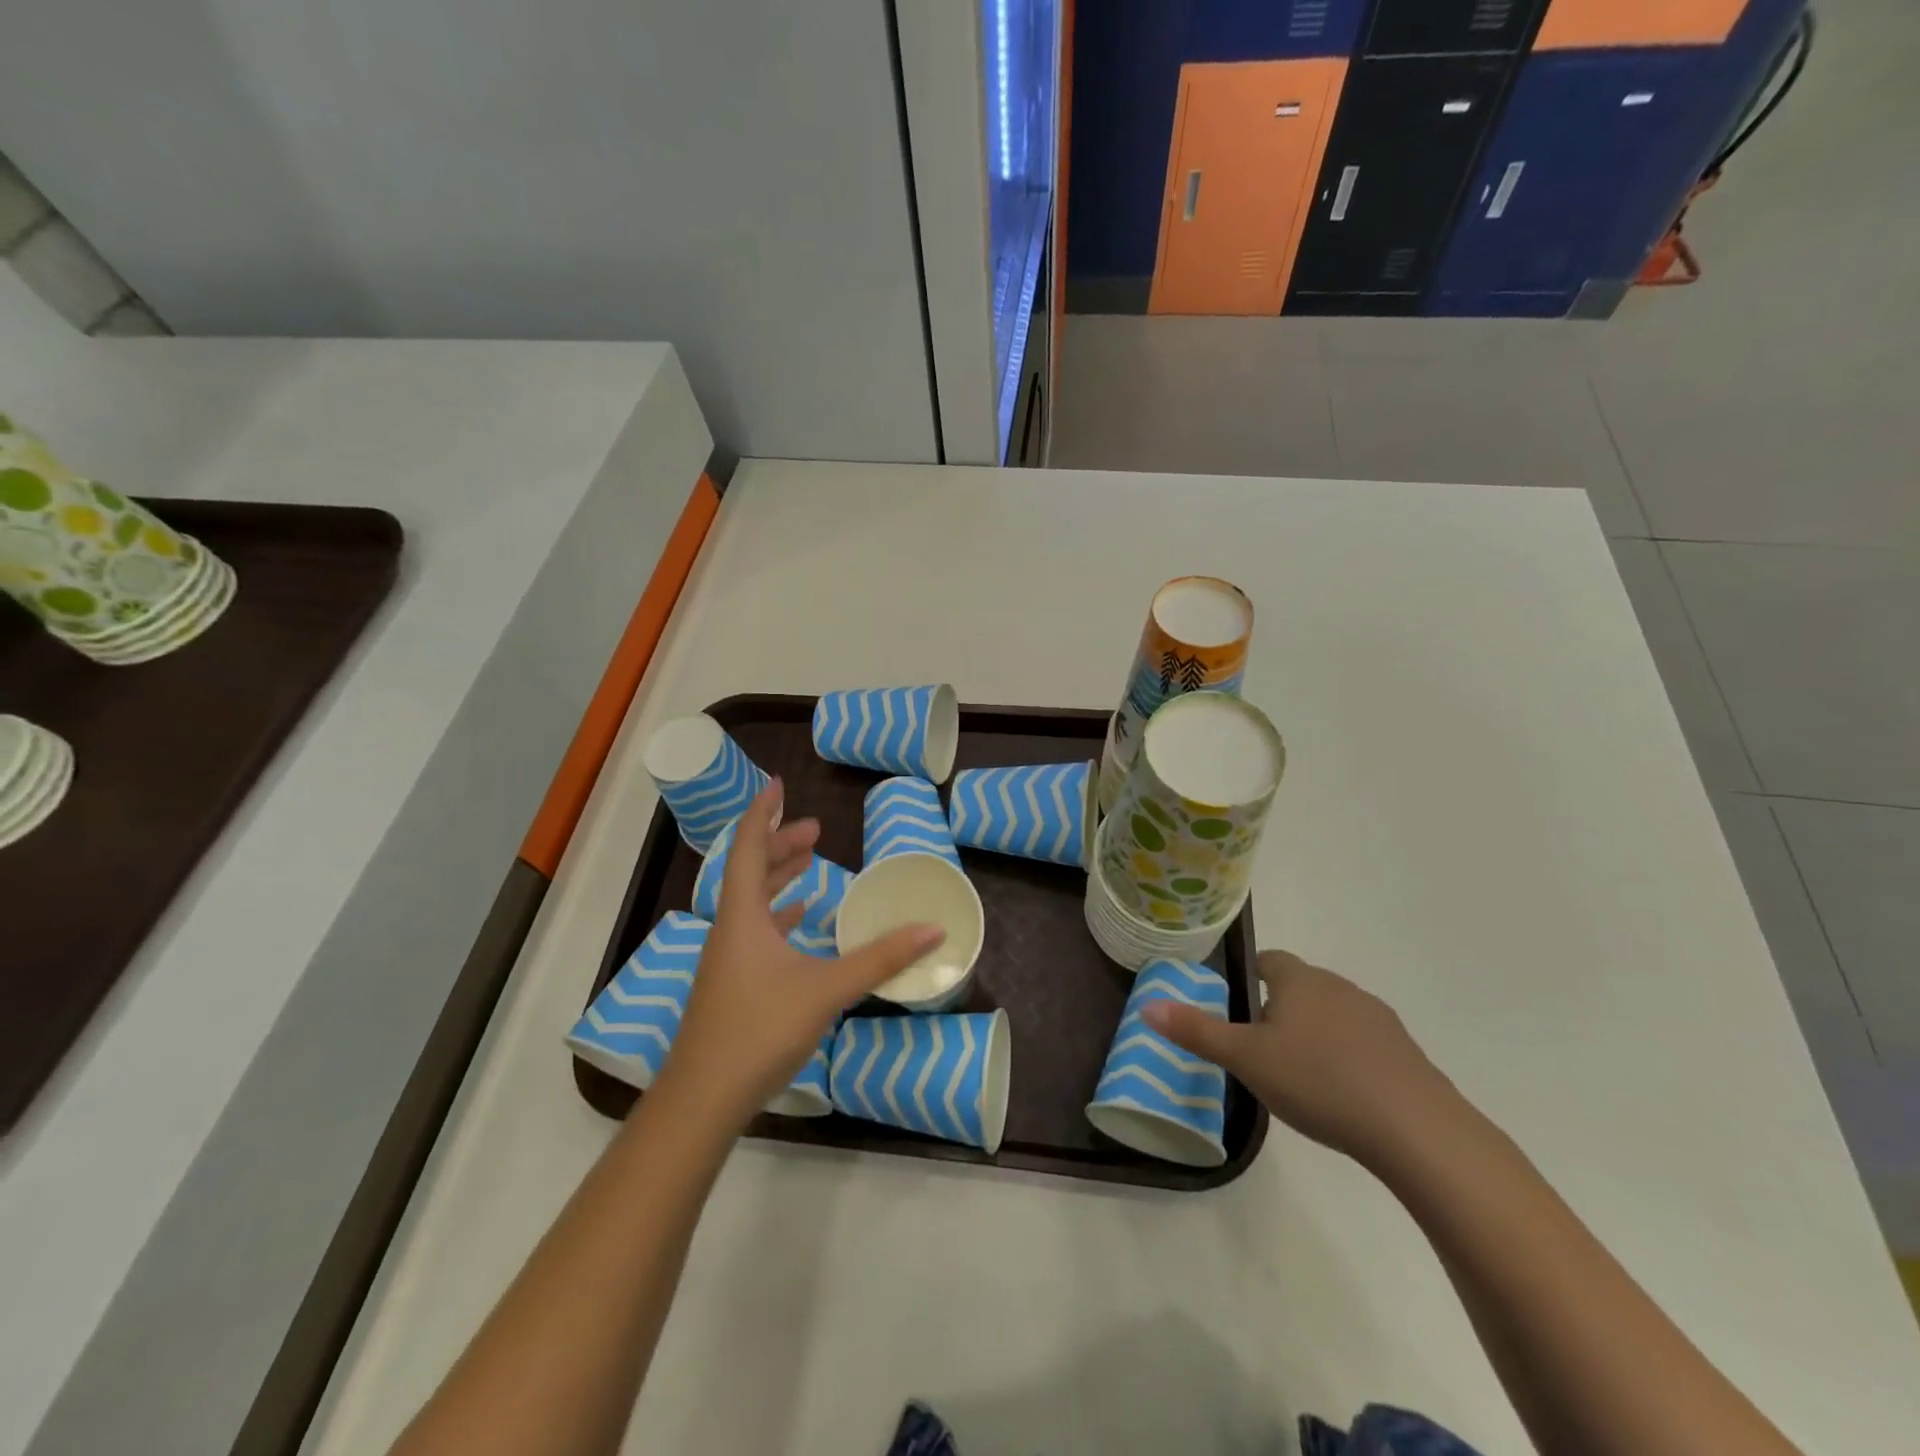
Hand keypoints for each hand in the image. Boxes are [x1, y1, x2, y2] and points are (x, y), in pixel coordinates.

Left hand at [659, 780, 944, 1125]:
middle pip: (749, 869)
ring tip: (809, 861)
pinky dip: (779, 913)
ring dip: (778, 876)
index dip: (762, 812)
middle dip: (780, 843)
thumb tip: (932, 929)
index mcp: (742, 915)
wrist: (703, 1098)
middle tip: (815, 830)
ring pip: (751, 900)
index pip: (747, 846)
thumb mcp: (826, 990)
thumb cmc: (759, 1030)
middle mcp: (730, 927)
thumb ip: (879, 958)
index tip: (779, 785)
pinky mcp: (732, 982)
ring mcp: (727, 957)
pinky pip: (756, 929)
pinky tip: (800, 920)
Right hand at [1143, 949, 1453, 1167]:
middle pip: (1300, 987)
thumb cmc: (1318, 1081)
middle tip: (1259, 1050)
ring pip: (1333, 1015)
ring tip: (1300, 1076)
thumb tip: (1148, 1007)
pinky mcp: (1406, 1054)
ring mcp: (1378, 1019)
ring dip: (1315, 1034)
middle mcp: (1340, 987)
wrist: (1416, 1129)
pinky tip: (1342, 1095)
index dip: (1250, 977)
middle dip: (1279, 1010)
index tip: (1238, 1007)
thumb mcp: (1246, 1059)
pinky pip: (1364, 1044)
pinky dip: (1348, 1059)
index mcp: (1300, 980)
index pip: (1270, 960)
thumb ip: (1197, 1032)